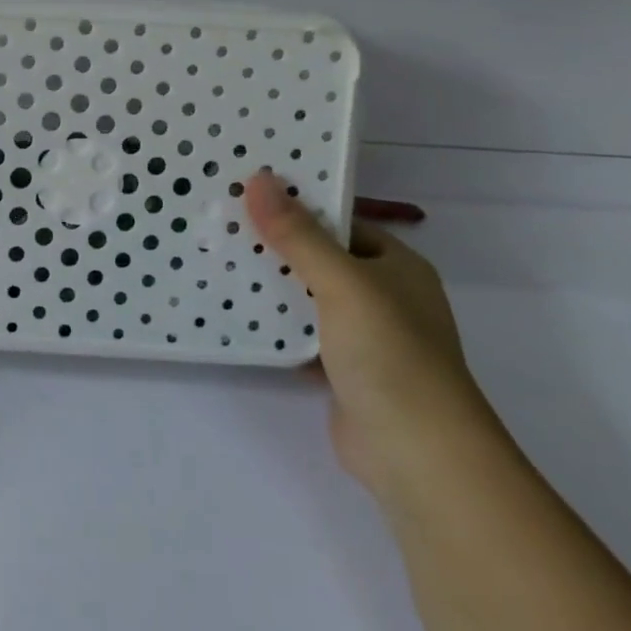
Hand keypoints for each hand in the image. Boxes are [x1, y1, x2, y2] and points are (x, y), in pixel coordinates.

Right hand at [244, 170, 504, 497]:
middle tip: (218, 226)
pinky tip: (231, 314)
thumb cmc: (390, 354)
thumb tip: (259, 179)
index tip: (244, 194)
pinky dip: (272, 325)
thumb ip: (298, 236)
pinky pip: (299, 334)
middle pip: (318, 258)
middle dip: (273, 246)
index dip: (296, 206)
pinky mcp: (340, 368)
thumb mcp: (342, 283)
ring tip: (214, 261)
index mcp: (396, 266)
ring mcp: (362, 334)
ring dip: (268, 286)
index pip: (340, 222)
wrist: (417, 452)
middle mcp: (383, 295)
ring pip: (306, 297)